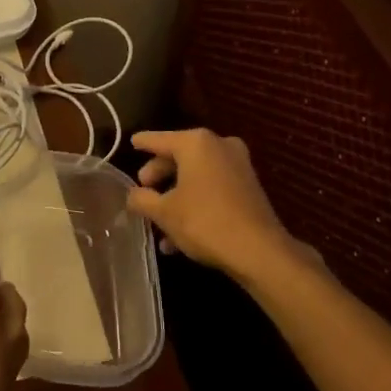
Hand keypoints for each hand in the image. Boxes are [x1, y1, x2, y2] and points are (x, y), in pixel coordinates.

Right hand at [127, 128, 311, 282]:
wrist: (258, 251)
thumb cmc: (204, 222)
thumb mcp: (164, 212)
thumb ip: (142, 199)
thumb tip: (133, 195)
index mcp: (195, 143)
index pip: (159, 139)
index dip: (143, 142)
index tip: (131, 141)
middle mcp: (219, 146)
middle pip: (179, 156)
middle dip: (159, 176)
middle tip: (143, 190)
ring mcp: (238, 165)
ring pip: (196, 176)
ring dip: (176, 197)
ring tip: (158, 224)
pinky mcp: (248, 186)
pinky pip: (212, 188)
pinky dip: (195, 203)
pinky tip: (179, 237)